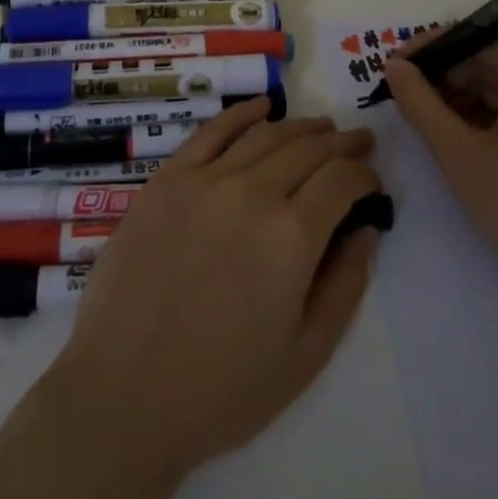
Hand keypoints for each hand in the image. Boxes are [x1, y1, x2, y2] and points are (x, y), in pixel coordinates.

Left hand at [43, 99, 382, 481]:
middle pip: (307, 149)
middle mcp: (251, 193)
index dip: (364, 175)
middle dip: (340, 144)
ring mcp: (205, 180)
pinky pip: (212, 132)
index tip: (372, 182)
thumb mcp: (305, 354)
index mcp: (291, 237)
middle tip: (358, 141)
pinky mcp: (167, 179)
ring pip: (265, 135)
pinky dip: (241, 114)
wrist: (125, 392)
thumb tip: (366, 229)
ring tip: (321, 127)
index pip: (341, 181)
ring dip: (300, 127)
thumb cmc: (222, 388)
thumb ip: (346, 285)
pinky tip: (262, 106)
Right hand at [386, 35, 497, 309]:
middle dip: (446, 79)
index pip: (476, 39)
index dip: (430, 51)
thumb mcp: (461, 156)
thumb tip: (394, 65)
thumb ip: (420, 104)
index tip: (392, 70)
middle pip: (493, 61)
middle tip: (406, 105)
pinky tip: (467, 145)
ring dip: (466, 102)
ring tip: (432, 130)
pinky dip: (493, 120)